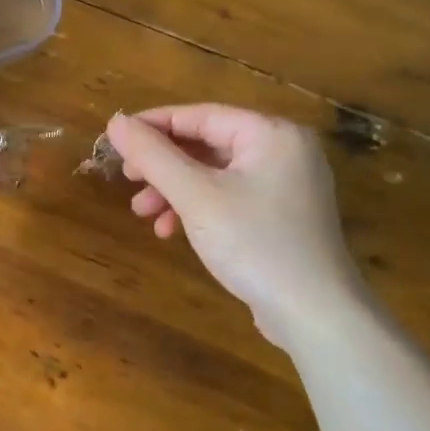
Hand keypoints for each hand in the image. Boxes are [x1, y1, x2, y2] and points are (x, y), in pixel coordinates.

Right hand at [105, 106, 362, 342]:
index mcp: (271, 134)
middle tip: (127, 180)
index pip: (200, 115)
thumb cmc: (255, 243)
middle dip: (162, 165)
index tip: (114, 141)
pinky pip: (229, 198)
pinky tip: (171, 230)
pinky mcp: (281, 217)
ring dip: (174, 190)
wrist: (315, 314)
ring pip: (214, 174)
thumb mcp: (196, 196)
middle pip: (207, 143)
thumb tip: (115, 122)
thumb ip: (153, 156)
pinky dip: (197, 209)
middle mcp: (283, 151)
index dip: (153, 125)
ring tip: (143, 213)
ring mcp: (286, 185)